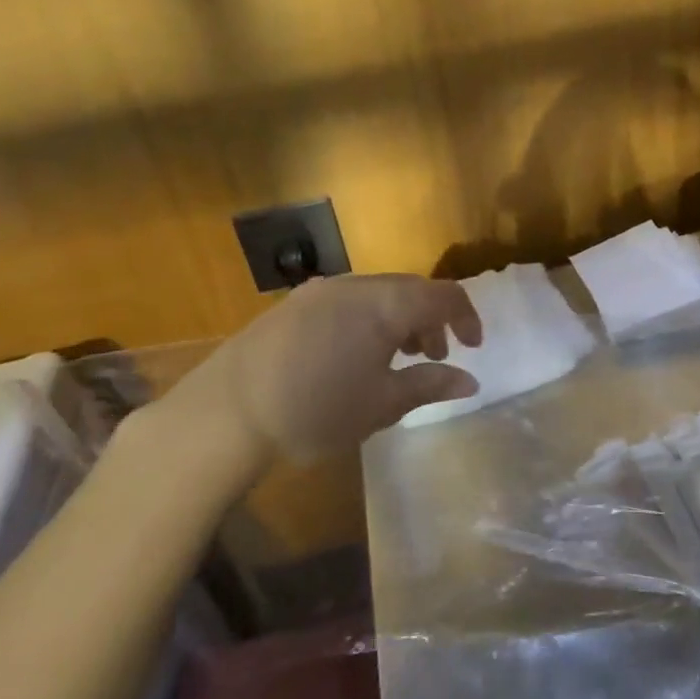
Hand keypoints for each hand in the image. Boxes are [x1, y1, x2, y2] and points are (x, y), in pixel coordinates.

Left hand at [134, 274, 482, 483]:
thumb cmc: (317, 410)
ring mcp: (321, 291)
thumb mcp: (382, 404)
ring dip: (399, 319)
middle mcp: (357, 285)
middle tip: (434, 356)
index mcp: (386, 305)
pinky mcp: (294, 304)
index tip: (473, 347)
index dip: (467, 317)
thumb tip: (469, 380)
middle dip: (431, 320)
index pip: (444, 296)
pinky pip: (349, 301)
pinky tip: (354, 355)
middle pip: (411, 290)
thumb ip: (429, 385)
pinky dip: (368, 319)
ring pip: (379, 294)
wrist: (226, 413)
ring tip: (396, 358)